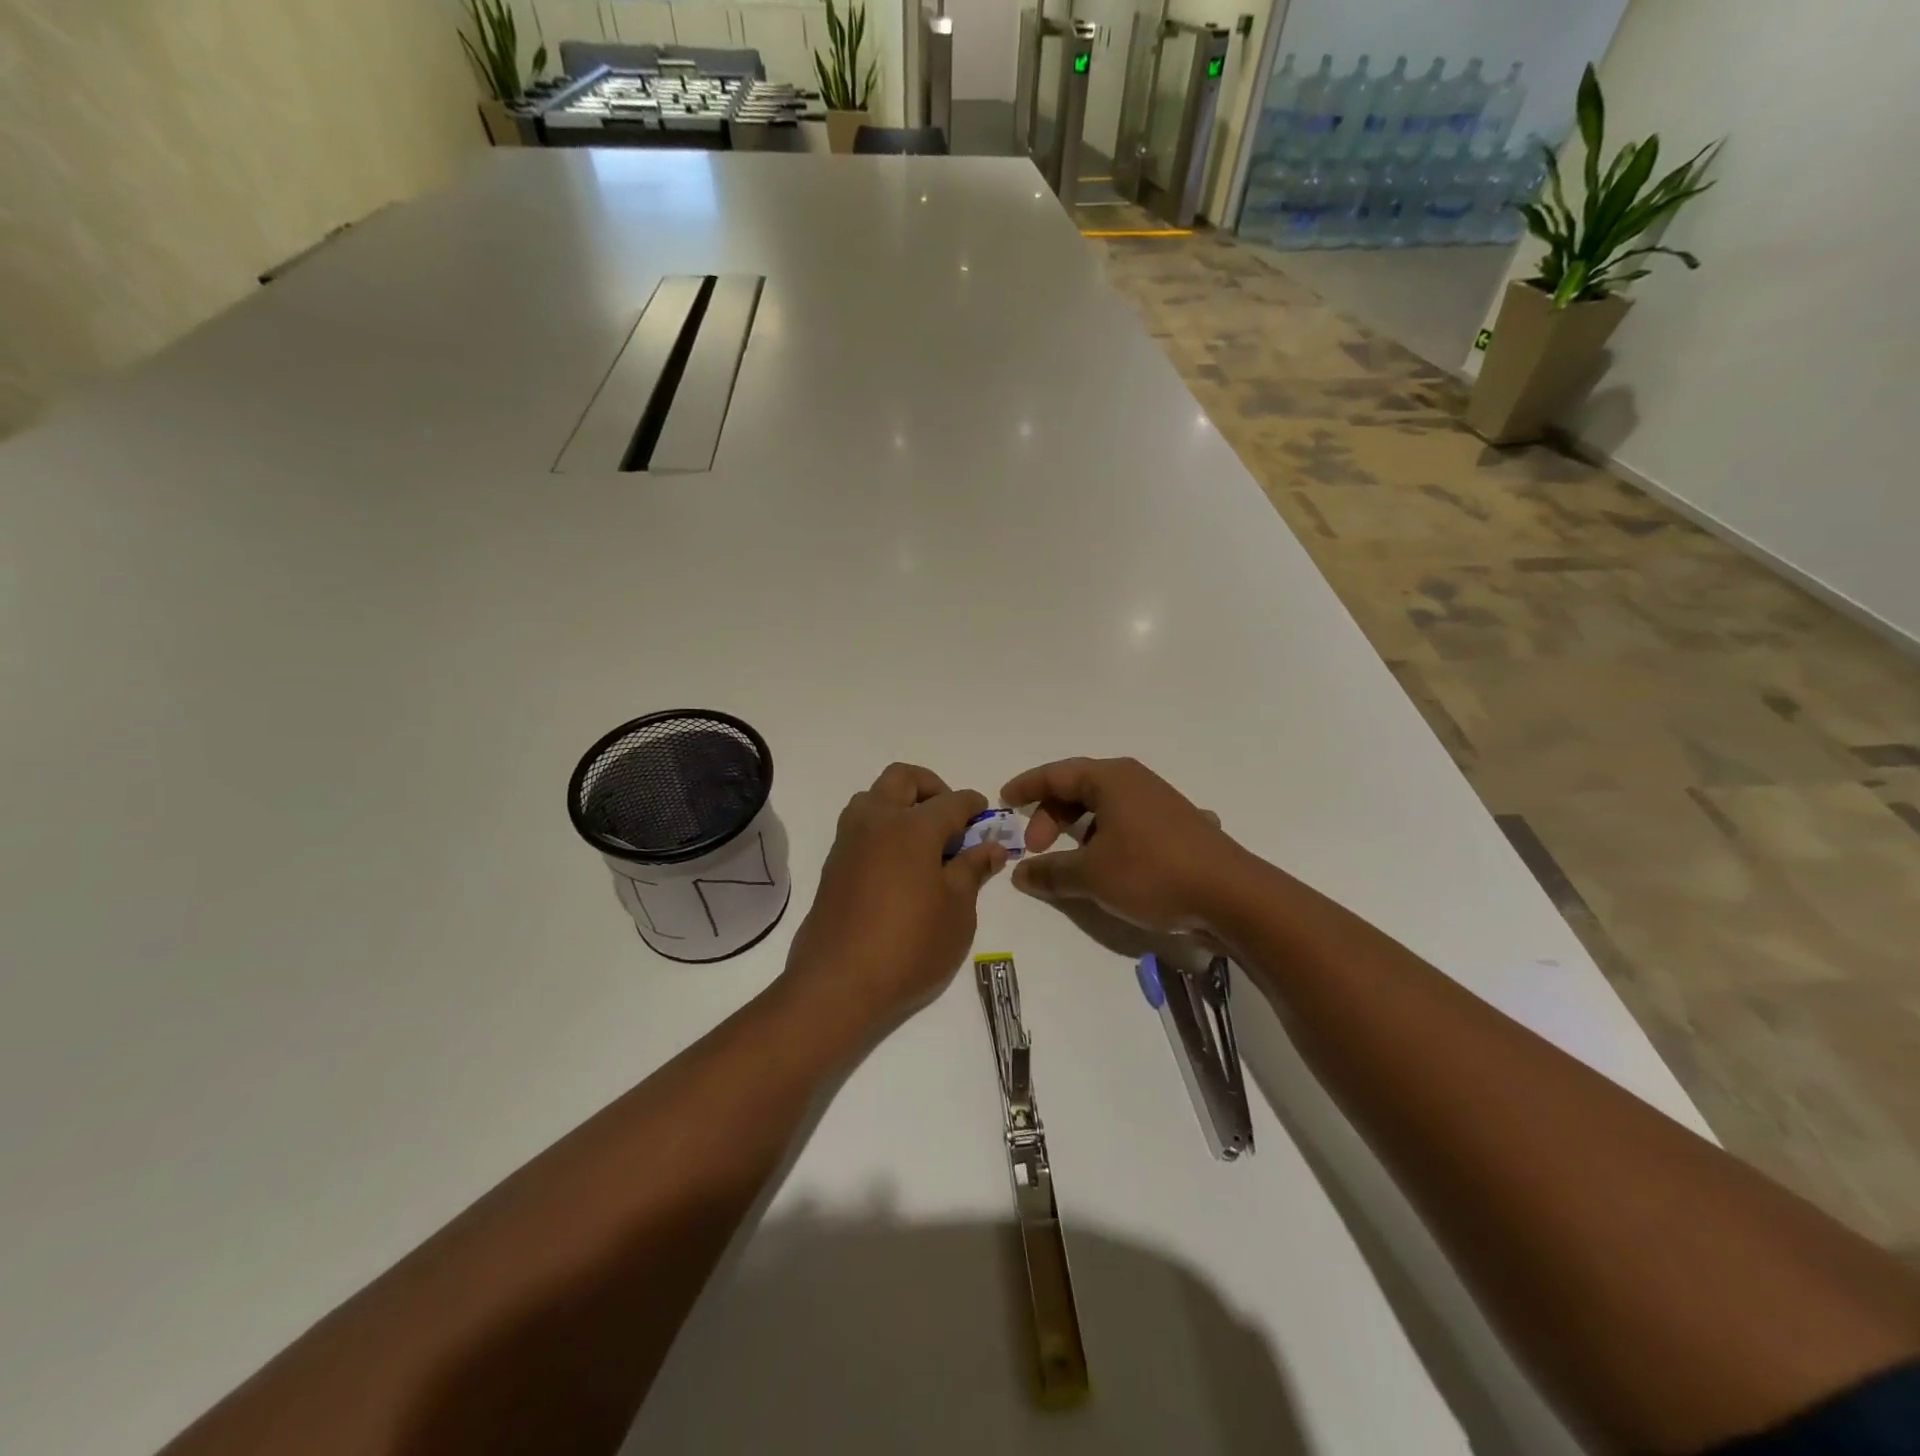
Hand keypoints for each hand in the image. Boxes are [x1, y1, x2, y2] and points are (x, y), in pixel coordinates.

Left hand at [780, 763, 1007, 1045]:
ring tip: (923, 841)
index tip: (985, 815)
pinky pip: (859, 825)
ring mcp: (849, 841)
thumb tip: (991, 847)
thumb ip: (972, 870)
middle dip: (931, 787)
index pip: (951, 801)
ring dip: (900, 803)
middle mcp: (876, 821)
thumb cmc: (910, 946)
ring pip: (874, 797)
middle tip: (950, 819)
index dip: (973, 805)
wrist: (838, 983)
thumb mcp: (957, 911)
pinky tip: (899, 864)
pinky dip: (882, 827)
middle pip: (903, 779)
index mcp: (912, 827)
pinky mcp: (833, 864)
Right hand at [1000, 757, 1243, 934]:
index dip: (1027, 787)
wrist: (1231, 895)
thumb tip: (1020, 873)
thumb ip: (1050, 872)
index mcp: (1111, 779)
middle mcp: (1135, 781)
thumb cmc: (1151, 872)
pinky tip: (1116, 863)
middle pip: (1079, 789)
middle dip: (1052, 817)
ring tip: (1072, 862)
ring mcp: (1161, 802)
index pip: (1056, 774)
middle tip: (1036, 849)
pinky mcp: (1179, 827)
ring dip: (1081, 830)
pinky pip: (1131, 824)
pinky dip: (1111, 838)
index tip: (1004, 800)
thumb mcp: (1091, 875)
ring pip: (1106, 808)